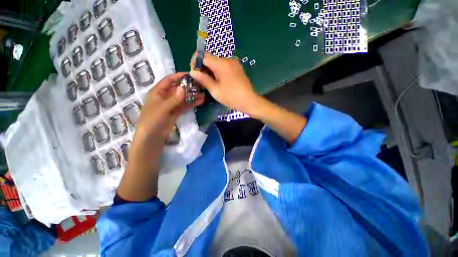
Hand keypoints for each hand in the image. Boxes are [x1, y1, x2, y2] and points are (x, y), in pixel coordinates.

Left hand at [129, 72, 203, 170]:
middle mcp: (164, 97)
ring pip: (183, 98)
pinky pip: (184, 106)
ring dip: (192, 95)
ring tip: (203, 93)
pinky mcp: (176, 113)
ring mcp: (171, 105)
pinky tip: (200, 101)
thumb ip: (173, 99)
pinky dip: (191, 103)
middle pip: (178, 89)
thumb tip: (183, 88)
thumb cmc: (152, 121)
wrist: (151, 139)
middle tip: (201, 85)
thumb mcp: (162, 109)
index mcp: (157, 92)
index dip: (179, 76)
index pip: (169, 80)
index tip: (191, 74)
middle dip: (188, 86)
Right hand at [189, 52, 259, 113]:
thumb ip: (203, 79)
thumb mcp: (215, 90)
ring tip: (209, 83)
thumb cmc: (231, 97)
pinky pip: (224, 66)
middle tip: (201, 81)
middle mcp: (228, 60)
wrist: (249, 101)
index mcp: (222, 64)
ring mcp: (234, 64)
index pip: (203, 55)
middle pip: (210, 58)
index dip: (196, 62)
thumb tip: (193, 72)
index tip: (195, 73)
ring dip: (210, 70)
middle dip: (203, 67)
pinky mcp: (237, 68)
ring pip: (217, 62)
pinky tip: (218, 81)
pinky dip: (218, 71)